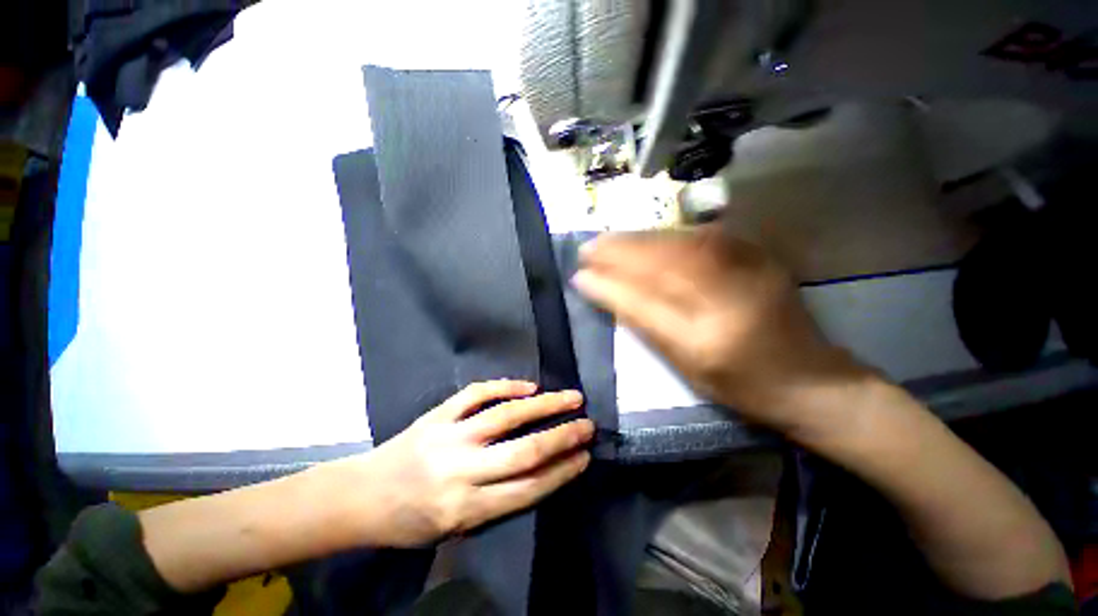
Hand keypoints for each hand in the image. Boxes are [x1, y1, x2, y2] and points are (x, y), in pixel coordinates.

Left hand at [362, 381, 593, 546]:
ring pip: (507, 416)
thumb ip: (496, 503)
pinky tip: (529, 386)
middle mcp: (462, 471)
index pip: (529, 488)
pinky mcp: (438, 414)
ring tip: (571, 398)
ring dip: (544, 406)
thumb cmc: (410, 521)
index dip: (562, 471)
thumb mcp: (454, 529)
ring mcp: (450, 436)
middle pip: (525, 451)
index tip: (585, 456)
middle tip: (588, 425)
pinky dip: (506, 386)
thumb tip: (539, 472)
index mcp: (466, 509)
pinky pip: (477, 394)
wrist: (362, 496)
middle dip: (562, 437)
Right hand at [573, 225, 863, 432]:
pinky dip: (663, 235)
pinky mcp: (757, 253)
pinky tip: (643, 238)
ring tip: (607, 241)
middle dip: (617, 251)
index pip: (642, 302)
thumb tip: (601, 290)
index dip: (607, 285)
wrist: (811, 377)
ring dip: (636, 239)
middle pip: (661, 262)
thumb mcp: (682, 365)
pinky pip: (697, 236)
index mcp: (707, 340)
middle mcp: (729, 296)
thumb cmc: (739, 383)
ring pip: (677, 242)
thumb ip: (640, 323)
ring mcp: (749, 267)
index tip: (579, 275)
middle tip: (587, 249)